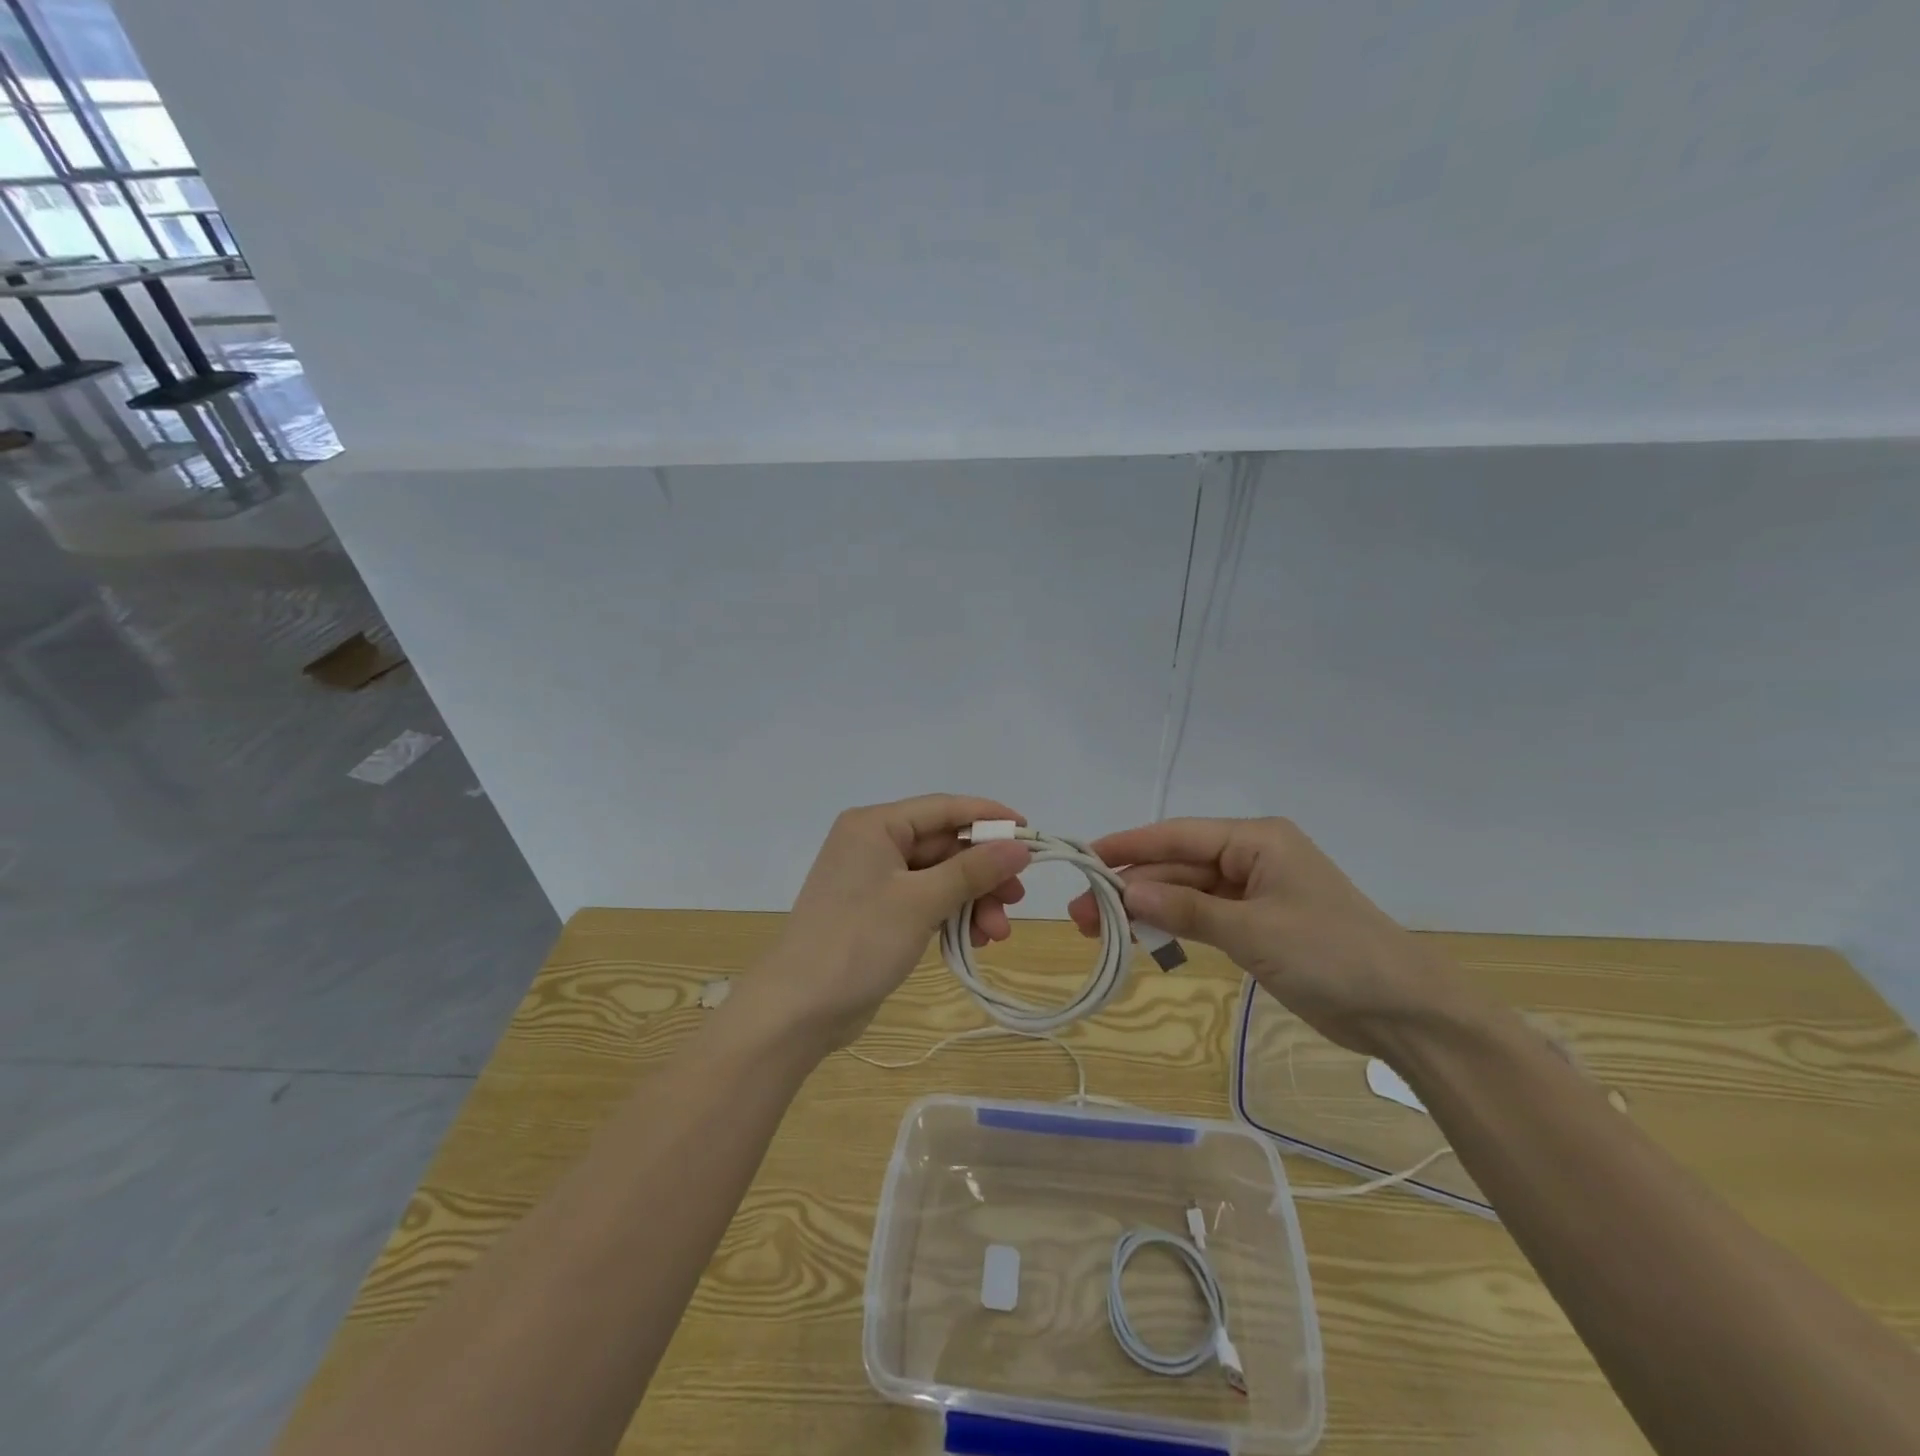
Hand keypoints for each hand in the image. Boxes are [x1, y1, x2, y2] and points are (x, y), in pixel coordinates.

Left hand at [745, 794, 1031, 1050]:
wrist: (799, 1009)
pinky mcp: (878, 913)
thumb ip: (973, 870)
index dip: (990, 817)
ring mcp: (874, 881)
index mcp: (875, 825)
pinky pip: (926, 902)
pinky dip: (952, 916)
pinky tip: (974, 940)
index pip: (944, 808)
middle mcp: (874, 844)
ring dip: (972, 901)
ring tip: (997, 934)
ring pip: (939, 878)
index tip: (1031, 834)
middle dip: (983, 874)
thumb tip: (1020, 845)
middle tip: (1017, 899)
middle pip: (944, 846)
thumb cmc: (858, 941)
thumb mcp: (921, 901)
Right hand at [1067, 816, 1483, 1059]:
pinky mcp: (1258, 925)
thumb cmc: (1331, 955)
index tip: (1084, 858)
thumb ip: (1186, 908)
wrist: (1405, 1012)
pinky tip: (1141, 938)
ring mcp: (1255, 893)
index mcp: (1257, 840)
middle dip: (1131, 887)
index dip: (1129, 846)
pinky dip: (1174, 926)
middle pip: (1178, 865)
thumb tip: (1126, 891)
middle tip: (1080, 914)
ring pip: (1186, 892)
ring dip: (1147, 909)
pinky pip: (1204, 917)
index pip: (1178, 835)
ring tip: (1098, 931)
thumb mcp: (1253, 930)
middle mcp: (1252, 857)